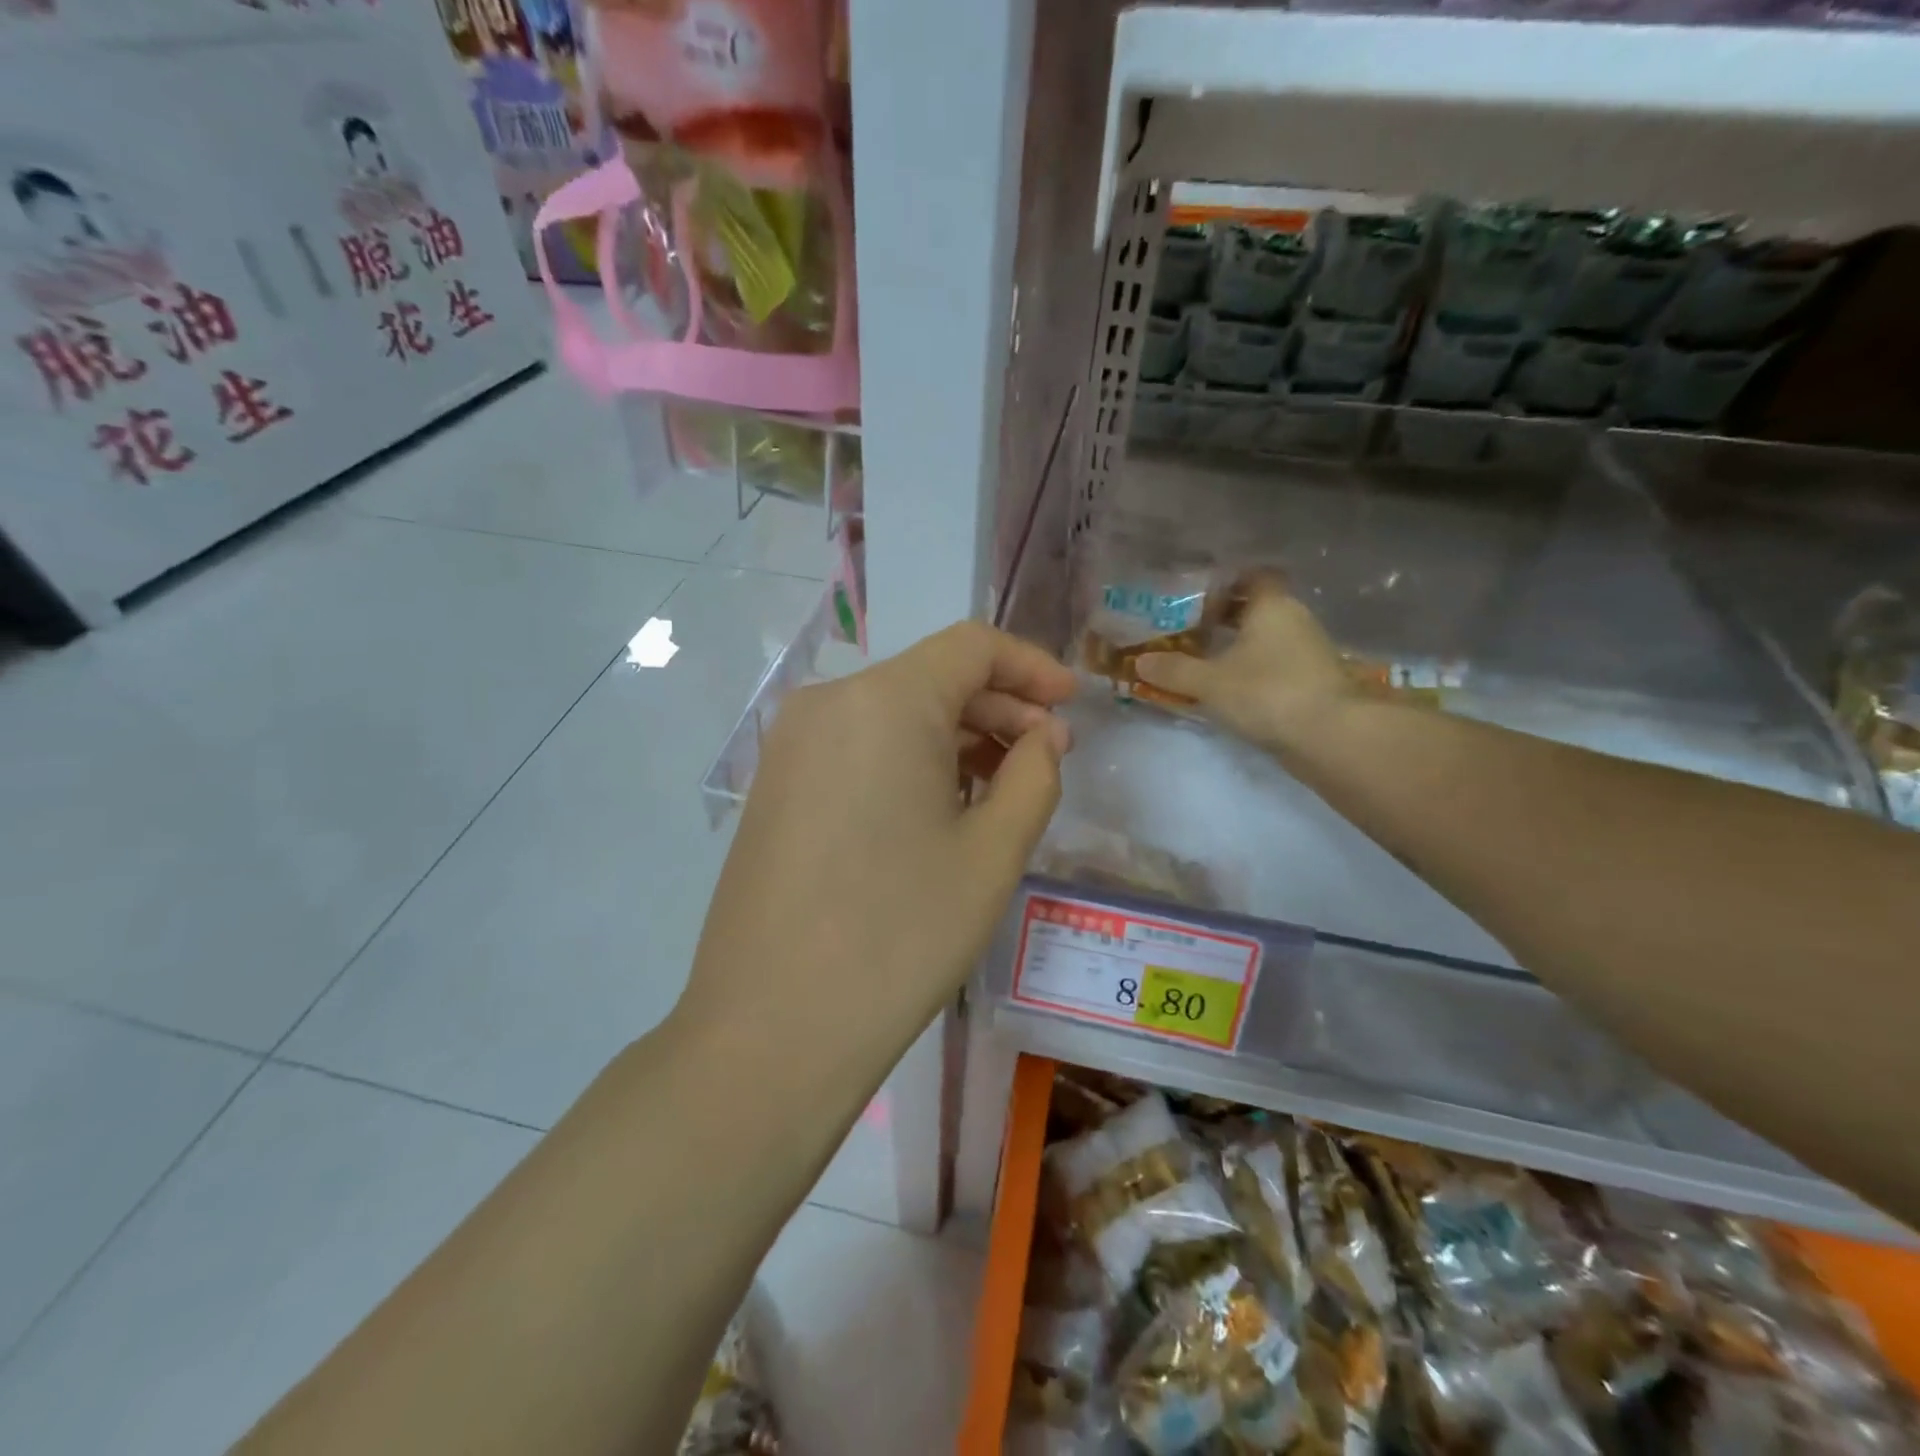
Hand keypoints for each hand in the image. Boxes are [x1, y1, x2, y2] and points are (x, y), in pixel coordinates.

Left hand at [677, 622, 1075, 1066]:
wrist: (771, 1030)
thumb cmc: (899, 936)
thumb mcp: (991, 854)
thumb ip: (1033, 775)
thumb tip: (1045, 734)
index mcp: (883, 702)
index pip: (971, 647)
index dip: (1031, 666)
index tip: (1073, 702)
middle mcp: (827, 704)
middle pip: (930, 678)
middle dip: (997, 707)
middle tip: (1045, 757)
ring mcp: (791, 746)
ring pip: (893, 715)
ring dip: (954, 737)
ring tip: (999, 789)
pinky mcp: (775, 787)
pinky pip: (857, 747)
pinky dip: (908, 760)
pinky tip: (938, 809)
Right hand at [1135, 575, 1352, 755]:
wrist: (1330, 736)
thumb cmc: (1267, 692)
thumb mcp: (1209, 682)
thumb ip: (1174, 670)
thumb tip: (1139, 662)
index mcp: (1272, 605)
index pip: (1252, 576)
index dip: (1226, 583)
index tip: (1197, 599)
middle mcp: (1294, 619)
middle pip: (1257, 608)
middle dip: (1225, 618)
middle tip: (1189, 631)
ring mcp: (1308, 651)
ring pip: (1267, 638)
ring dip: (1239, 647)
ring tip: (1203, 662)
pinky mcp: (1313, 681)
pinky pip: (1276, 664)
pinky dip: (1254, 671)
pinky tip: (1229, 689)